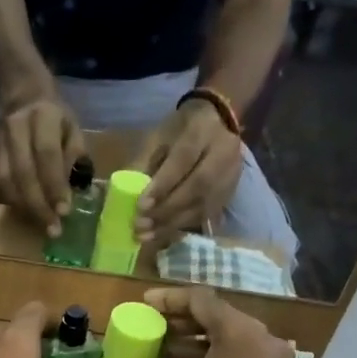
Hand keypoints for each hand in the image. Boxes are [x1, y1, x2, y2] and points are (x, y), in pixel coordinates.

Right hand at [0, 97, 83, 236]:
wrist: (21, 95)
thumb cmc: (54, 117)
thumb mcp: (72, 128)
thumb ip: (74, 156)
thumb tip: (73, 191)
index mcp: (44, 117)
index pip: (47, 154)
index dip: (54, 184)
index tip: (64, 211)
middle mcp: (17, 128)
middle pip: (23, 172)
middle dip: (39, 204)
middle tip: (53, 229)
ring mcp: (0, 142)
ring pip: (7, 181)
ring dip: (25, 207)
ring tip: (42, 226)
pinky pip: (0, 183)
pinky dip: (14, 202)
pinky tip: (28, 214)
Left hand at [136, 100, 245, 247]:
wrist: (216, 122)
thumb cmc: (179, 131)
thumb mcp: (157, 138)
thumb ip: (143, 164)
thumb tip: (126, 196)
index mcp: (201, 132)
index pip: (183, 161)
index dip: (162, 186)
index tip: (141, 205)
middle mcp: (223, 154)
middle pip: (198, 187)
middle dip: (166, 209)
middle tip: (140, 225)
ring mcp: (230, 176)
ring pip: (203, 205)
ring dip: (172, 223)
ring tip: (147, 235)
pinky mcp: (229, 193)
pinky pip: (206, 214)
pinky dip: (182, 225)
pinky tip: (162, 233)